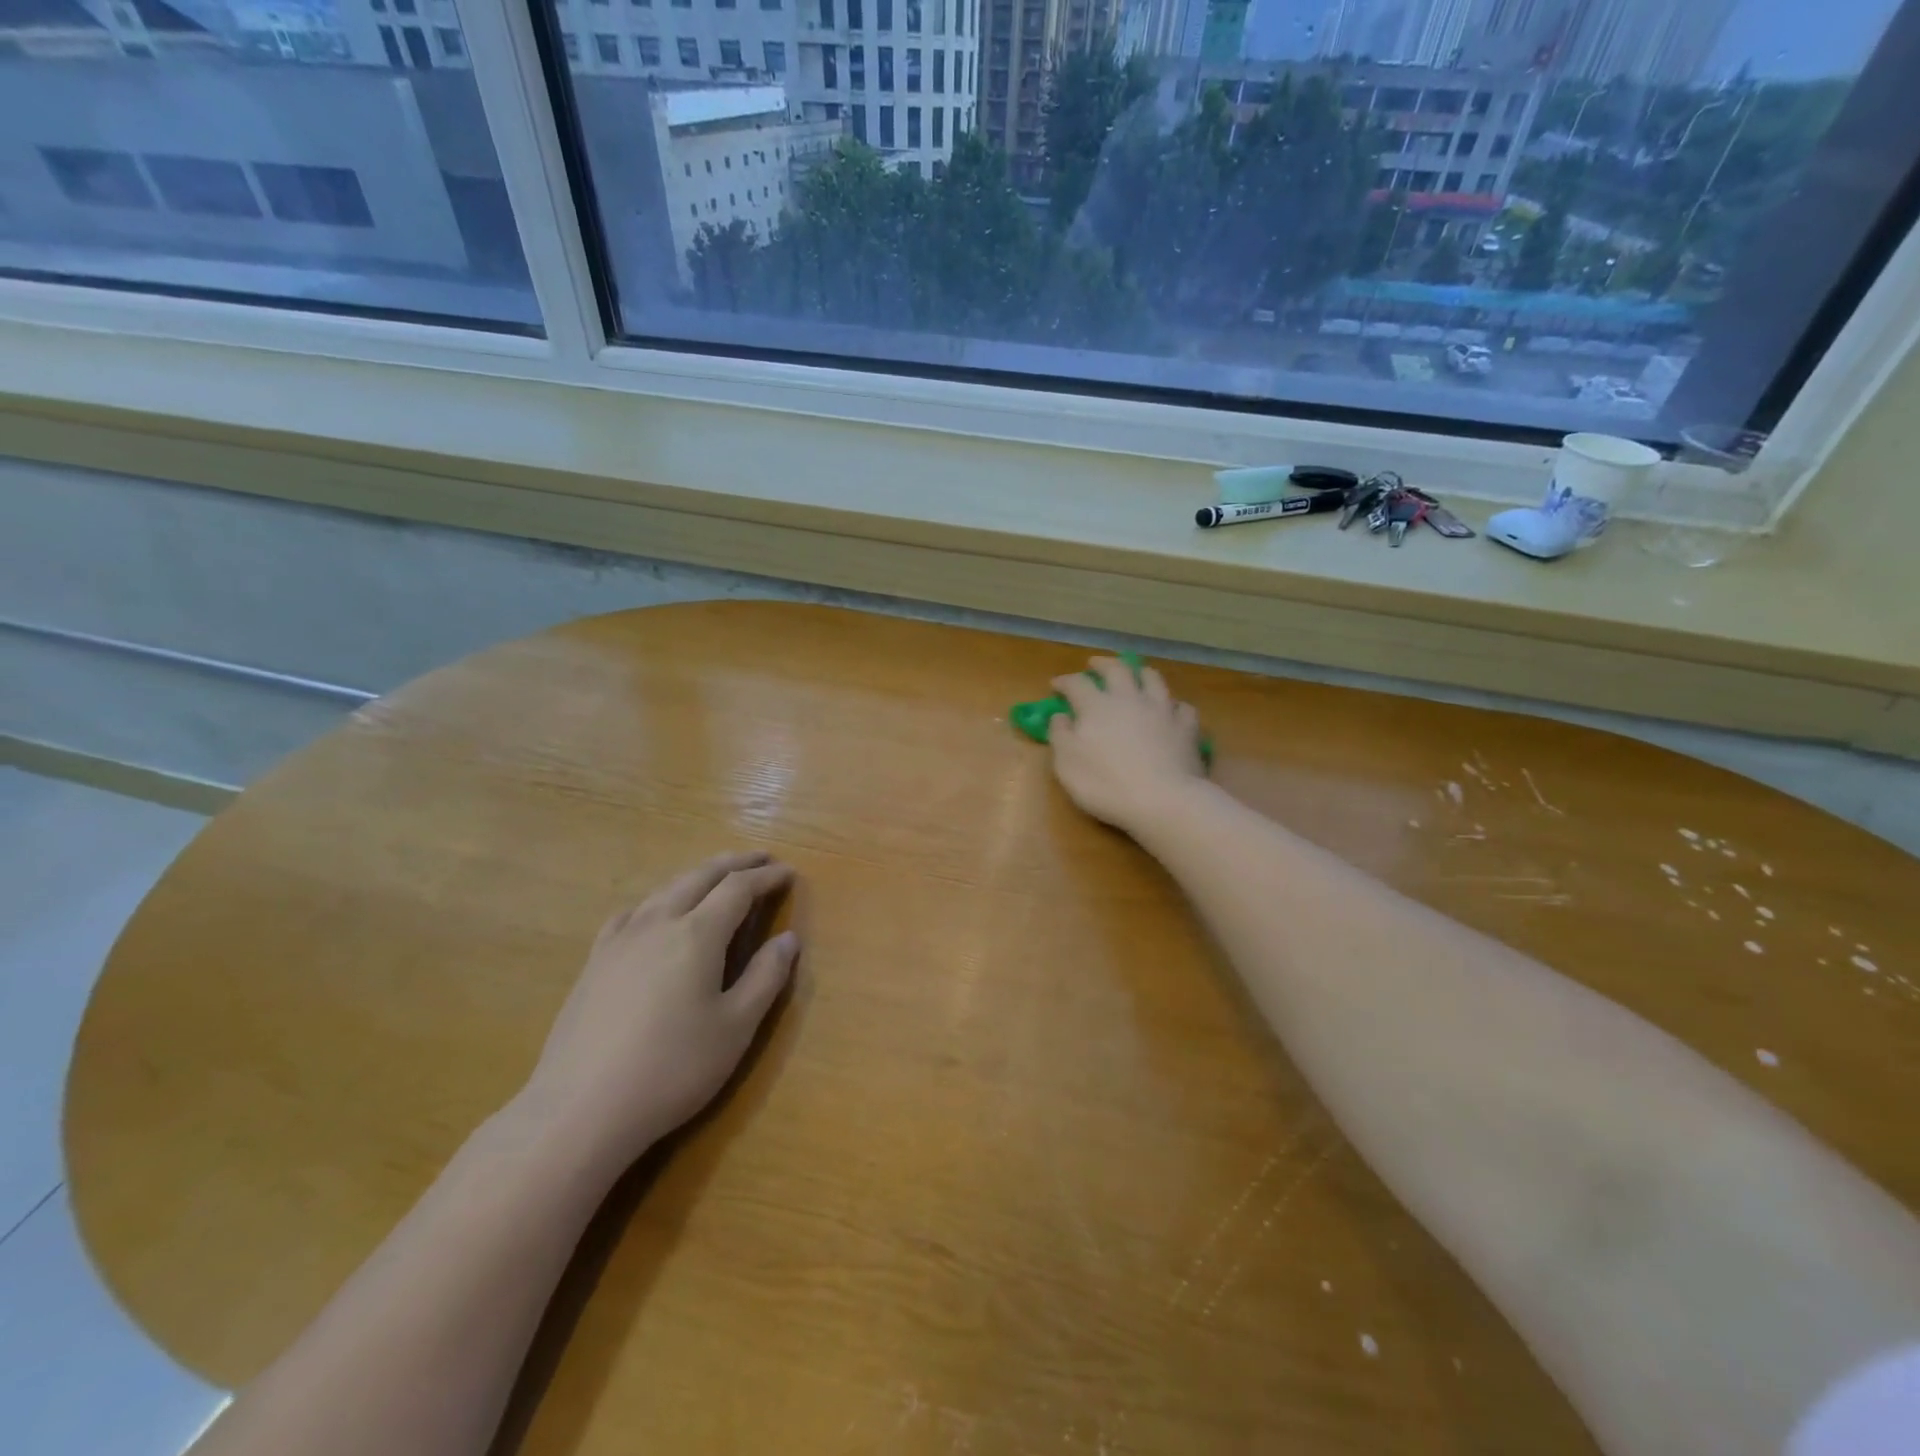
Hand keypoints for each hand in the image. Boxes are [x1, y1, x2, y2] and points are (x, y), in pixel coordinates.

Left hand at [520, 851, 798, 1175]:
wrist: (580, 1109)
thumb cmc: (672, 1069)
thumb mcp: (736, 1027)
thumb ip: (766, 977)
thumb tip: (788, 939)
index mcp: (697, 934)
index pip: (739, 888)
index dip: (766, 877)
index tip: (789, 873)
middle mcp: (659, 923)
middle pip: (701, 877)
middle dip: (734, 864)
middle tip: (761, 858)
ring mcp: (620, 940)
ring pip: (665, 889)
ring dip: (698, 876)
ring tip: (717, 877)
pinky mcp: (595, 962)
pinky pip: (632, 913)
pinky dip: (657, 900)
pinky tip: (655, 914)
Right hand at [1049, 656, 1206, 835]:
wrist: (1163, 800)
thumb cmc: (1106, 784)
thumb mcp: (1067, 764)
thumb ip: (1060, 735)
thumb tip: (1060, 716)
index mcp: (1097, 706)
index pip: (1077, 684)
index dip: (1065, 681)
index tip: (1056, 684)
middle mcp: (1130, 699)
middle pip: (1117, 670)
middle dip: (1103, 664)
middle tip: (1095, 664)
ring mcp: (1162, 710)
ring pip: (1153, 679)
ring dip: (1141, 672)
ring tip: (1136, 672)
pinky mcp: (1187, 727)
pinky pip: (1183, 707)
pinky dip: (1174, 705)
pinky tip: (1172, 710)